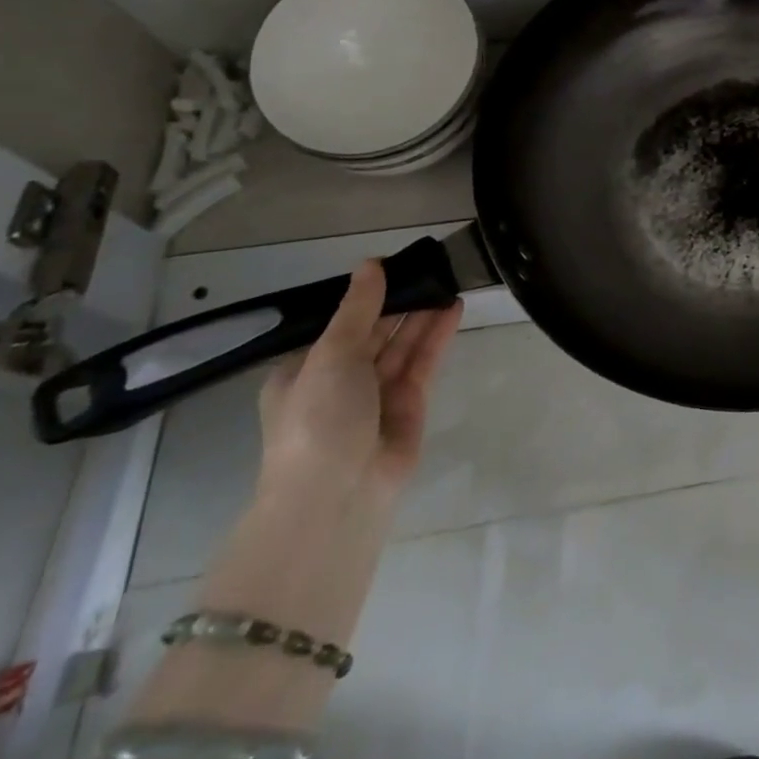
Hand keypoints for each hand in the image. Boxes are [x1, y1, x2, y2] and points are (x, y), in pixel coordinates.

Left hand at [255, 260, 460, 512]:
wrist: (338, 494)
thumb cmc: (318, 418)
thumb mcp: (330, 355)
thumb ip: (358, 308)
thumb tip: (370, 264)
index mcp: (305, 371)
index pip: (339, 324)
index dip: (365, 295)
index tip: (394, 264)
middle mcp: (340, 381)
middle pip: (374, 331)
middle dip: (399, 301)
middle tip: (430, 265)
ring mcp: (376, 394)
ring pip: (402, 344)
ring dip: (422, 313)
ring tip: (448, 277)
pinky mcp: (410, 404)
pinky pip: (423, 361)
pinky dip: (437, 335)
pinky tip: (453, 307)